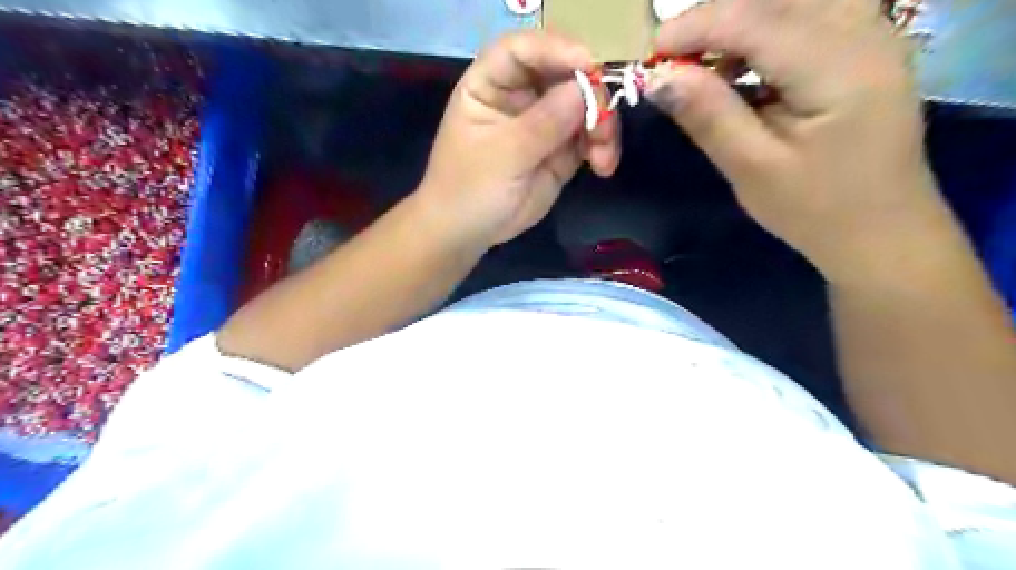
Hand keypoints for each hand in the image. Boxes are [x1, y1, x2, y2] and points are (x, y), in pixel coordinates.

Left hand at [420, 31, 617, 246]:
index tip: (589, 65)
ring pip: (584, 105)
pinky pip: (589, 137)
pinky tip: (603, 166)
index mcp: (490, 85)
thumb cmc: (469, 189)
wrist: (468, 233)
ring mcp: (543, 122)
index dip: (555, 50)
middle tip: (603, 125)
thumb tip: (583, 90)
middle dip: (591, 94)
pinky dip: (603, 147)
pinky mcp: (560, 149)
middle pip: (563, 73)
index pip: (521, 50)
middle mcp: (519, 95)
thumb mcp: (502, 156)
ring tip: (603, 157)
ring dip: (602, 125)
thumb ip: (542, 124)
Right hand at [650, 0, 943, 280]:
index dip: (695, 27)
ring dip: (738, 23)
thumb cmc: (815, 209)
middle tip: (672, 61)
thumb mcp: (752, 168)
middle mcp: (864, 31)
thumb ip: (708, 115)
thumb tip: (658, 77)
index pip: (754, 18)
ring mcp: (871, 34)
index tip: (649, 53)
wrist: (881, 230)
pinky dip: (763, 32)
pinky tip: (741, 66)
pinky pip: (807, 16)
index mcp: (839, 66)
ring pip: (791, 1)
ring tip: (703, 64)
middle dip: (714, 20)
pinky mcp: (865, 48)